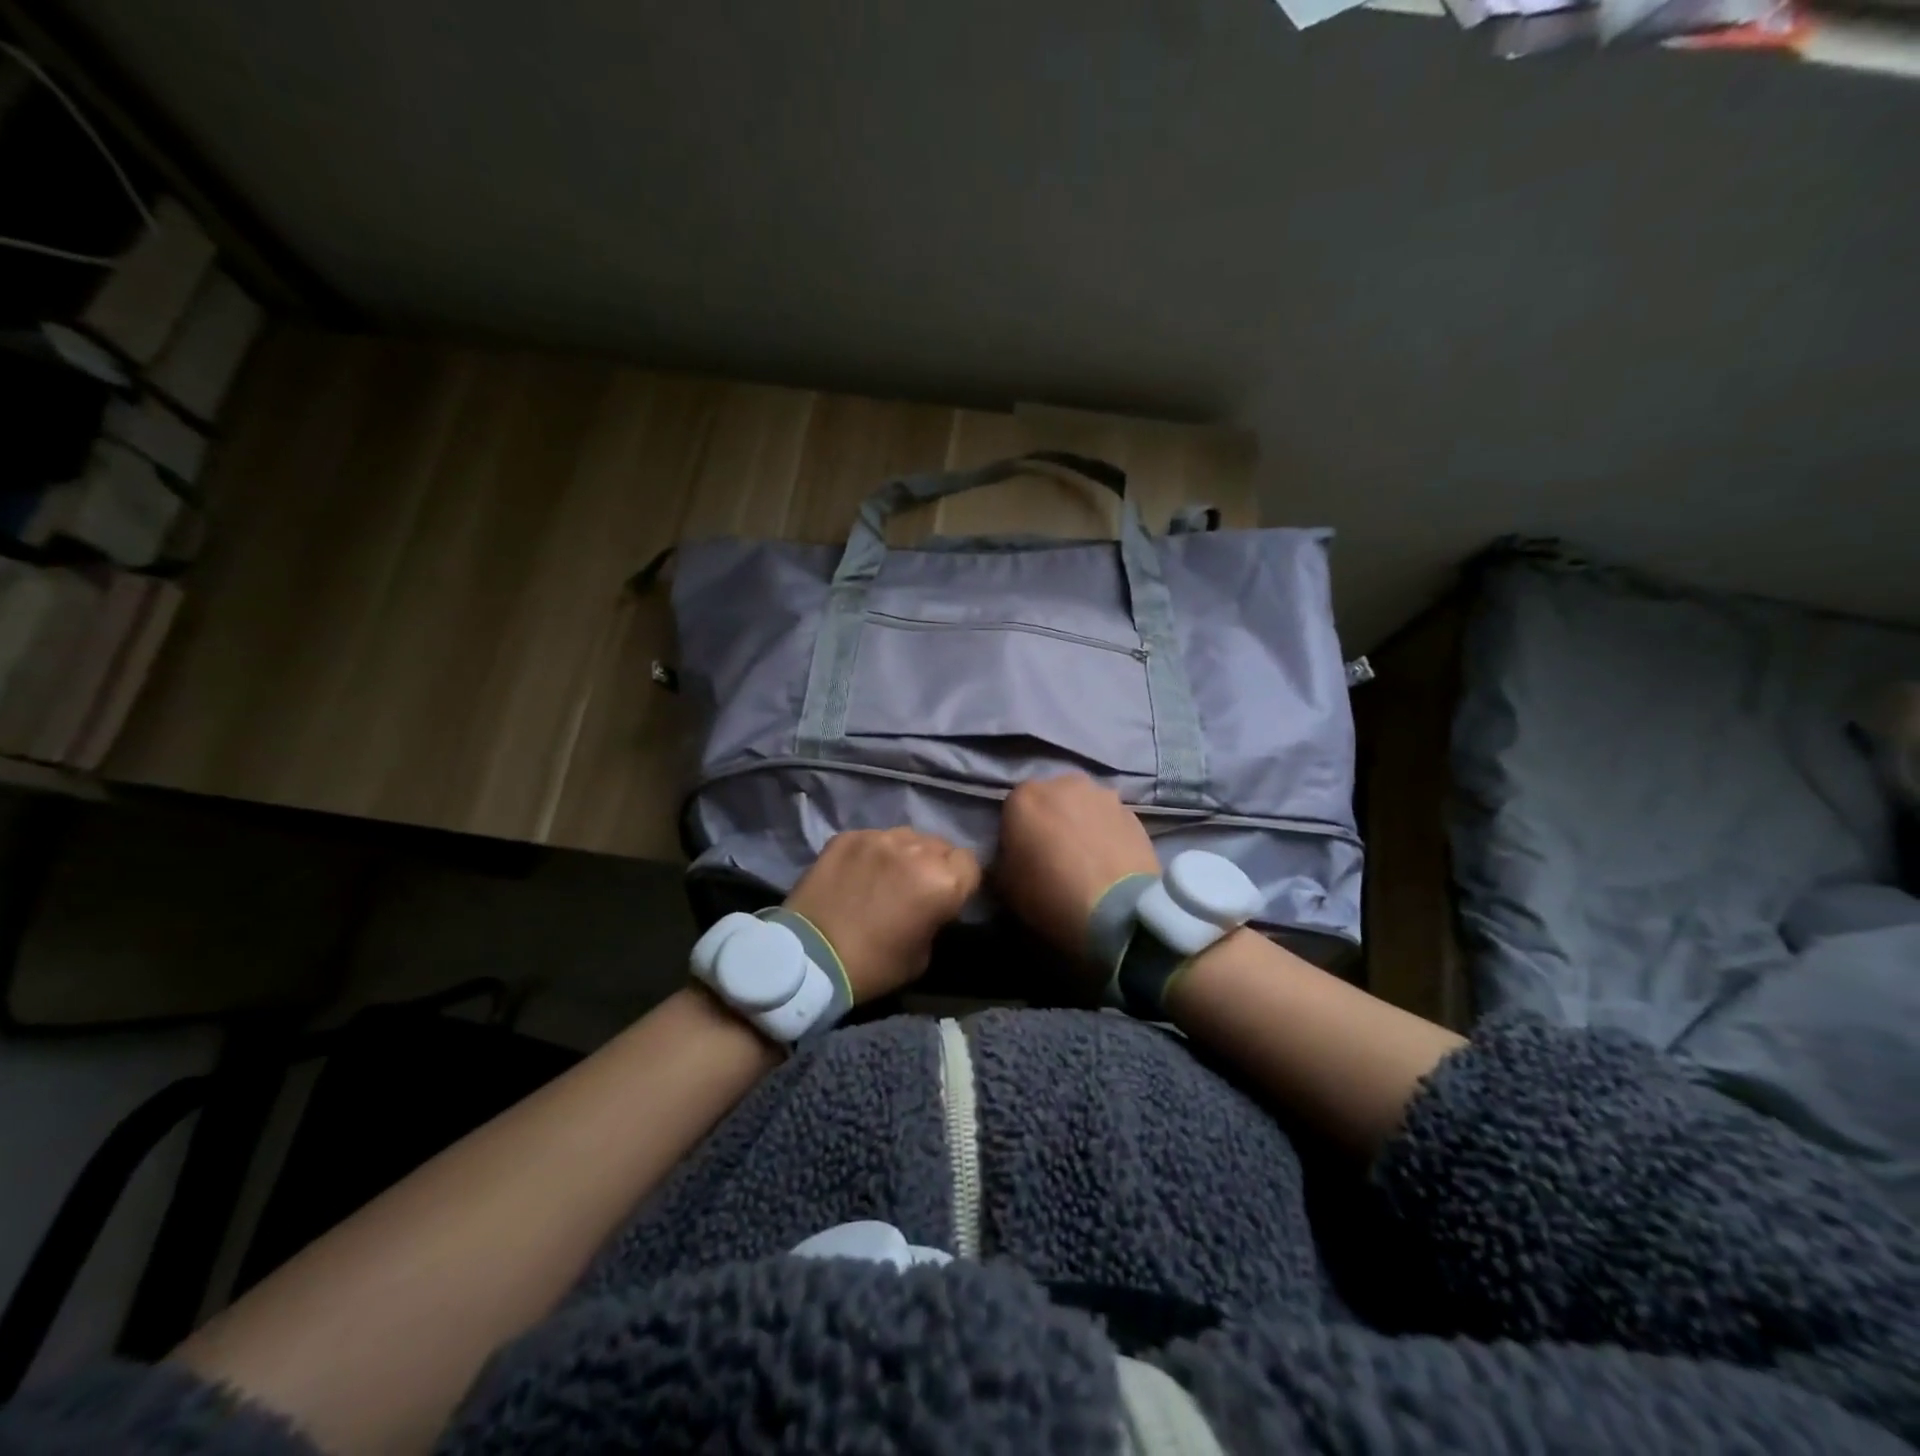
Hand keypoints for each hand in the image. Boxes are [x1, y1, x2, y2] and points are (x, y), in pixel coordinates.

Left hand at [784, 829, 981, 1002]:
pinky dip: (873, 852)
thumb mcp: (923, 954)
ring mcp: (879, 837)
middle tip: (917, 887)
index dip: (962, 881)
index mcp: (942, 882)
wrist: (808, 959)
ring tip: (887, 875)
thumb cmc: (873, 966)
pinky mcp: (848, 836)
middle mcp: (916, 850)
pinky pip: (873, 837)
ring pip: (908, 836)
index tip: (948, 897)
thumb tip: (933, 904)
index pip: (970, 864)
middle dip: (935, 864)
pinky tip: (859, 873)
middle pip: (941, 846)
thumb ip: (936, 917)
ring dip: (906, 854)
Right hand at [997, 774, 1159, 972]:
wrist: (1117, 908)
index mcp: (1025, 796)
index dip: (1016, 832)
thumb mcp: (1006, 885)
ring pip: (1083, 805)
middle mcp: (1063, 783)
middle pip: (1051, 798)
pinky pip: (1110, 820)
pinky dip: (1106, 833)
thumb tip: (1011, 857)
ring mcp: (1103, 794)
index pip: (1012, 807)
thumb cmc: (1050, 893)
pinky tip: (1109, 861)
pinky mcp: (1133, 812)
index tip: (1022, 856)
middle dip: (1050, 819)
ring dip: (1081, 821)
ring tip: (1086, 857)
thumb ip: (1004, 859)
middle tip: (1054, 853)